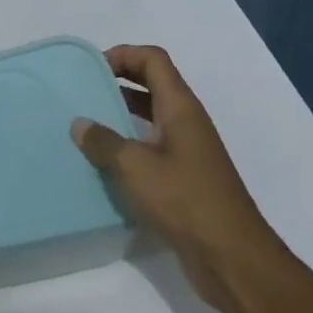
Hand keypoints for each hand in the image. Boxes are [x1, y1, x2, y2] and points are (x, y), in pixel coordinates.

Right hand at [71, 44, 282, 309]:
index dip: (123, 54)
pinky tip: (104, 163)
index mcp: (180, 108)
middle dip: (118, 81)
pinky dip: (128, 146)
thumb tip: (80, 123)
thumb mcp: (135, 167)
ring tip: (86, 125)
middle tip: (82, 92)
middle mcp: (187, 122)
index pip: (153, 60)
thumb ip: (103, 141)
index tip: (91, 69)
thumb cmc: (185, 201)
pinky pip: (152, 147)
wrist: (232, 258)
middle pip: (152, 84)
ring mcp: (188, 151)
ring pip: (151, 117)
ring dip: (120, 115)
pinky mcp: (185, 178)